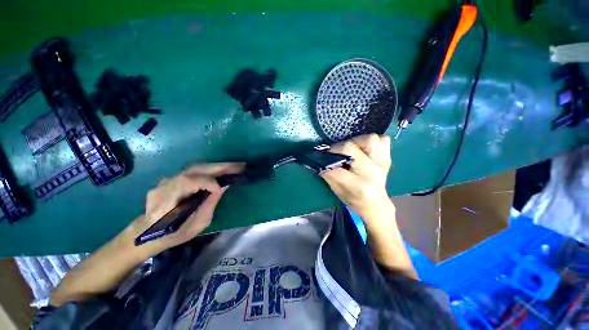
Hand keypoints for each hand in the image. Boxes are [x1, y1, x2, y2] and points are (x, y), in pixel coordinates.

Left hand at [133, 163, 243, 253]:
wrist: (146, 232)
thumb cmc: (172, 235)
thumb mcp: (195, 225)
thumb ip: (209, 204)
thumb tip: (223, 186)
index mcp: (166, 202)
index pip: (187, 182)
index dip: (208, 182)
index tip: (224, 186)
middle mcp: (164, 186)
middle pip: (195, 170)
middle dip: (220, 167)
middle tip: (240, 166)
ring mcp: (166, 180)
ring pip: (195, 167)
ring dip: (217, 166)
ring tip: (234, 166)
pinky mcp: (171, 178)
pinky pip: (193, 171)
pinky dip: (210, 170)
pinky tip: (221, 170)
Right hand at [320, 134, 391, 216]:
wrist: (375, 204)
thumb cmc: (354, 199)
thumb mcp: (338, 191)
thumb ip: (329, 175)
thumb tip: (320, 160)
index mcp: (358, 185)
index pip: (337, 167)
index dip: (326, 160)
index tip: (321, 157)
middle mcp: (372, 171)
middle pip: (351, 148)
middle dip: (339, 148)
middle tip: (336, 152)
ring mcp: (382, 163)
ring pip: (370, 139)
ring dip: (358, 141)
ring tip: (353, 149)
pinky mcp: (387, 158)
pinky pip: (383, 140)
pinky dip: (373, 141)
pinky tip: (366, 148)